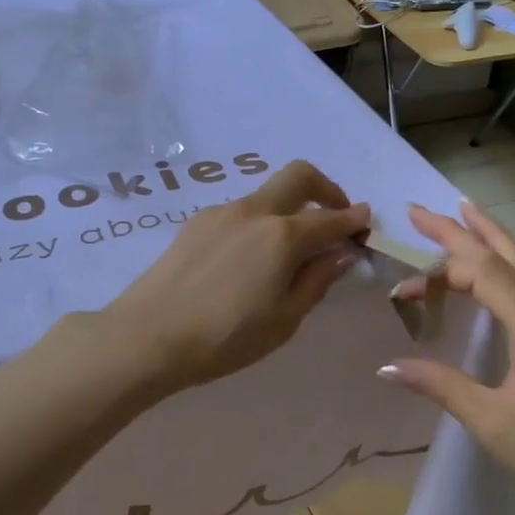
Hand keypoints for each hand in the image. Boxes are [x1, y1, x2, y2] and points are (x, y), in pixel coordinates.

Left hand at [101, 160, 369, 392]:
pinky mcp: (195, 223)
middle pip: (298, 176)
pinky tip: (248, 260)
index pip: (330, 218)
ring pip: (266, 195)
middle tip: (334, 218)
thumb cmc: (225, 338)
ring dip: (288, 209)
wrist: (148, 336)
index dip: (354, 220)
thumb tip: (340, 253)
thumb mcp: (284, 320)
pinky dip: (258, 223)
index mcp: (281, 235)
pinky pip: (239, 212)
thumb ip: (317, 281)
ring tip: (287, 252)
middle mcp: (252, 211)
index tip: (366, 224)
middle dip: (326, 189)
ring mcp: (220, 213)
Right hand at [379, 201, 514, 514]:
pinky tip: (498, 275)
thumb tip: (386, 365)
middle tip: (425, 209)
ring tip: (465, 216)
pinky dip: (509, 271)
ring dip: (493, 242)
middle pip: (509, 258)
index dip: (439, 272)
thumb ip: (438, 384)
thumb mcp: (488, 421)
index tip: (402, 287)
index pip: (485, 275)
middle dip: (466, 229)